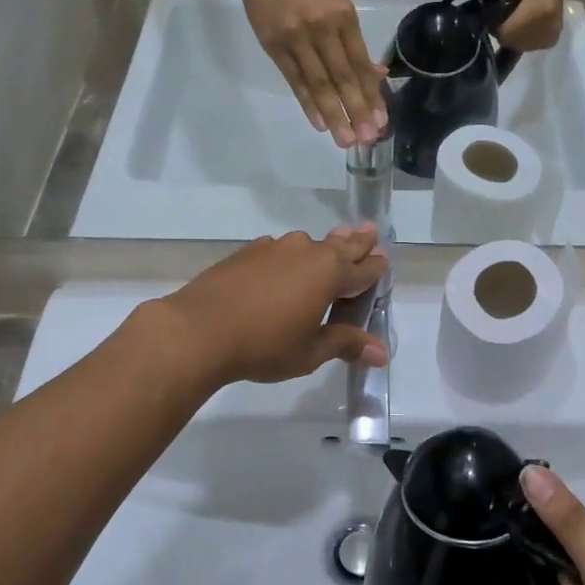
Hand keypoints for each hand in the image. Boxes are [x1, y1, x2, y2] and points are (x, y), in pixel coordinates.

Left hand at [155, 224, 389, 387]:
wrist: (199, 330)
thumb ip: (346, 345)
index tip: (385, 259)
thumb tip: (382, 355)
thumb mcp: (311, 352)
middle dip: (358, 241)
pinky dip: (290, 256)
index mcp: (330, 274)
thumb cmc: (265, 345)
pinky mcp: (248, 252)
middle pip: (341, 245)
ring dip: (324, 246)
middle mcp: (308, 252)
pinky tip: (284, 264)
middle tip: (371, 230)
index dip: (376, 267)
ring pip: (309, 244)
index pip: (364, 269)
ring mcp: (275, 248)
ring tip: (332, 243)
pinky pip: (280, 250)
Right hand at [233, 0, 385, 146]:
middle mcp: (322, 28)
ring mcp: (296, 37)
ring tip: (346, 140)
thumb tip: (375, 74)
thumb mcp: (336, 2)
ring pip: (319, 83)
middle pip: (343, 78)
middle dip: (357, 111)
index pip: (360, 65)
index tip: (382, 121)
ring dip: (334, 114)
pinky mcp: (273, 44)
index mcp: (342, 16)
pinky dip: (308, 103)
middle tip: (368, 140)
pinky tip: (319, 123)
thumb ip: (353, 41)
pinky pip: (294, 80)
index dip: (371, 95)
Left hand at [465, 0, 564, 50]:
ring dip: (512, 35)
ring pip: (518, 46)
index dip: (495, 24)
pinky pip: (527, 47)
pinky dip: (520, 38)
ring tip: (515, 16)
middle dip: (503, 31)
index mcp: (541, 11)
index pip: (507, 32)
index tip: (495, 10)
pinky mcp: (551, 40)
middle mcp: (549, 27)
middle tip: (504, 12)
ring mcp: (551, 36)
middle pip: (512, 42)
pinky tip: (522, 23)